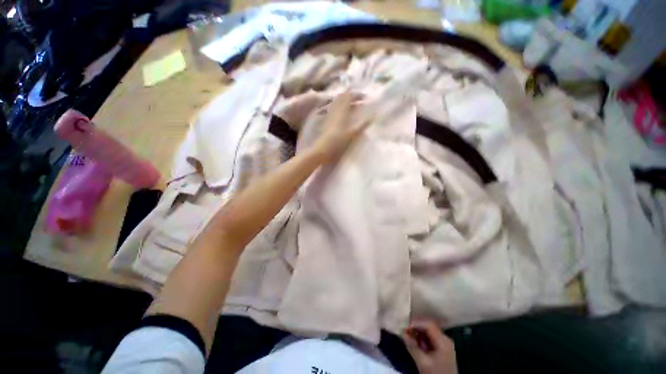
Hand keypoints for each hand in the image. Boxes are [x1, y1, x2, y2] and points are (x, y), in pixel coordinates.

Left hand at [311, 91, 368, 162]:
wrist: (323, 149)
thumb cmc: (339, 142)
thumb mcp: (353, 133)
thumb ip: (362, 124)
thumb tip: (373, 116)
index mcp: (342, 111)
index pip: (349, 97)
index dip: (356, 94)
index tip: (365, 96)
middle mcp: (335, 111)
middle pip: (341, 98)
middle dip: (350, 96)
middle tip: (358, 99)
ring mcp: (329, 116)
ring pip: (336, 103)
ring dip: (344, 101)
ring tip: (351, 104)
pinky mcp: (326, 122)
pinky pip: (333, 110)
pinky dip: (338, 108)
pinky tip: (340, 113)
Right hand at [403, 320, 457, 373]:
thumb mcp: (423, 362)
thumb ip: (412, 346)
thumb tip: (401, 332)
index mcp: (443, 340)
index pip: (429, 325)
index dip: (416, 323)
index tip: (405, 326)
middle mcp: (445, 339)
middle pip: (429, 327)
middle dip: (416, 328)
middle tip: (404, 331)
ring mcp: (444, 345)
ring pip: (428, 333)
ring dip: (417, 334)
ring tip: (408, 336)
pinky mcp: (442, 350)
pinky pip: (430, 339)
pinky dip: (421, 340)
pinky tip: (415, 343)